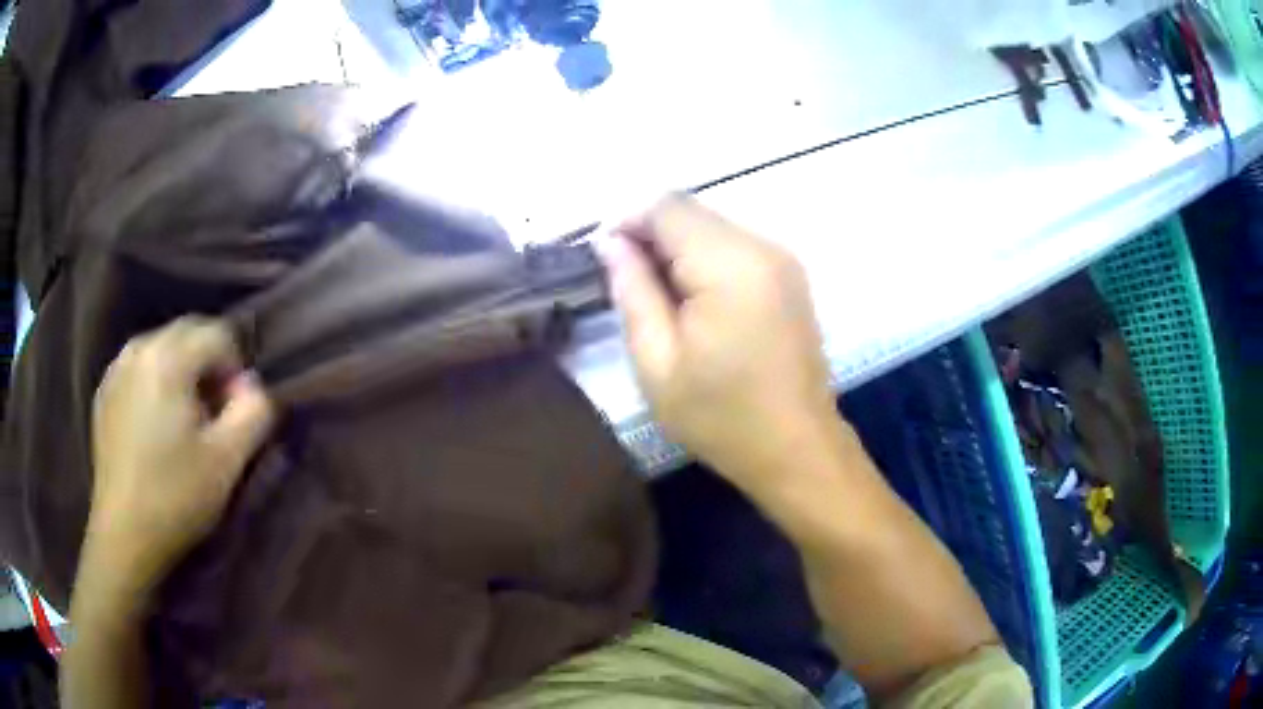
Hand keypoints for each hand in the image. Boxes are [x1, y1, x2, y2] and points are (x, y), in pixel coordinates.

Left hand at [89, 316, 274, 588]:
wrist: (124, 535)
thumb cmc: (176, 497)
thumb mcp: (227, 461)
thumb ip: (254, 412)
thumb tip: (253, 386)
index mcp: (168, 358)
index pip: (217, 334)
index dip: (236, 369)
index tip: (234, 413)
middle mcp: (139, 348)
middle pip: (187, 333)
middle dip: (209, 365)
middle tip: (214, 415)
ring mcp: (116, 369)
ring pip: (162, 349)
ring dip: (182, 372)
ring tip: (185, 420)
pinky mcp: (104, 392)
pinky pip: (139, 368)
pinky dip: (156, 382)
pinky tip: (156, 425)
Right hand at [599, 197, 835, 488]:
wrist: (796, 449)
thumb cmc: (722, 417)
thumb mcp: (657, 363)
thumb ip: (632, 291)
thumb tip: (612, 243)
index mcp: (729, 265)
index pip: (667, 208)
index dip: (628, 223)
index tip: (608, 262)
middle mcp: (763, 247)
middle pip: (692, 212)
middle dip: (653, 237)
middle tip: (632, 288)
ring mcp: (783, 259)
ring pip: (713, 227)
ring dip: (678, 249)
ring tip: (663, 302)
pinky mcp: (790, 276)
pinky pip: (736, 246)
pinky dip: (706, 260)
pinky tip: (697, 304)